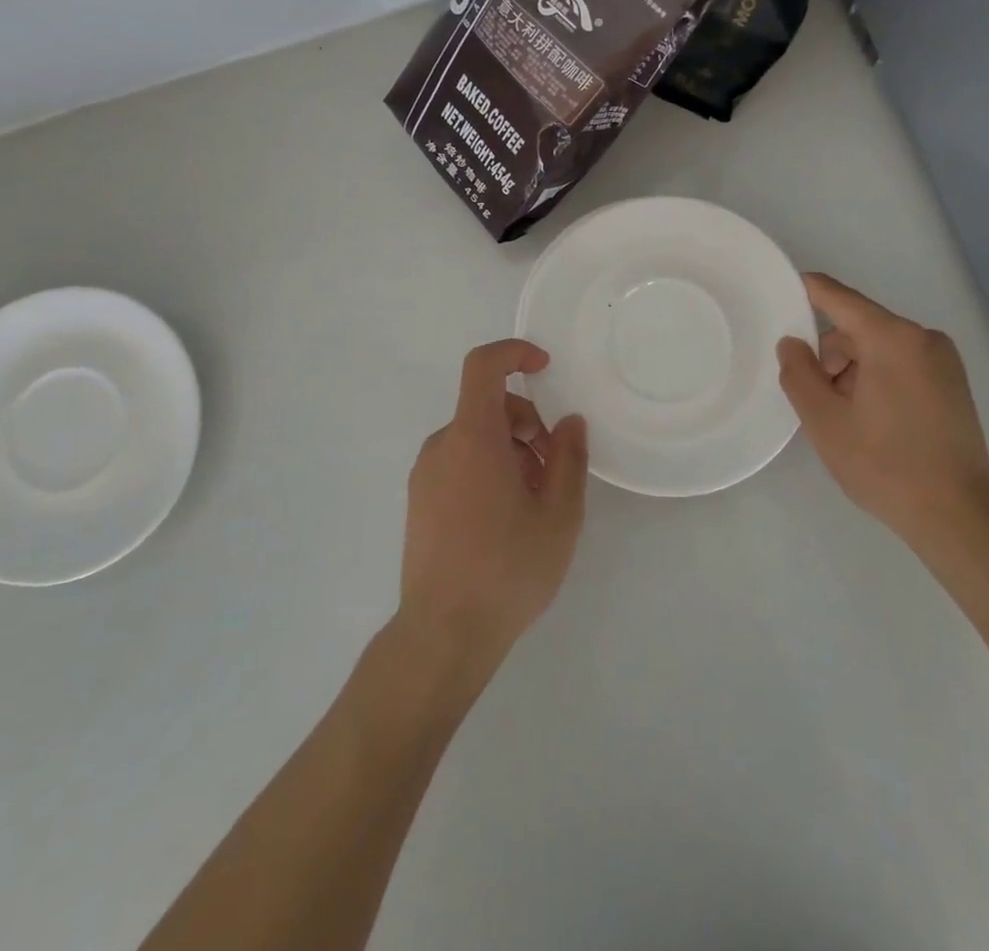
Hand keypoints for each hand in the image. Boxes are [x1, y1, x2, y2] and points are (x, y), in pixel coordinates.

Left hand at [397, 340, 587, 678]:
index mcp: (473, 437)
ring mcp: (425, 474)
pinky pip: (459, 462)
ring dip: (511, 451)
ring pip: (476, 438)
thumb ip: (569, 457)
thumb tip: (568, 421)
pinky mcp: (419, 501)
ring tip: (534, 503)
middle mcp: (442, 446)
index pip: (484, 366)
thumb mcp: (559, 514)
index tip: (545, 367)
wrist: (443, 634)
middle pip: (488, 407)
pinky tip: (506, 519)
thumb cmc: (507, 569)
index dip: (514, 353)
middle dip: (528, 424)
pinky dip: (488, 469)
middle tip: (554, 470)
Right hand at [776, 273, 988, 552]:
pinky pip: (901, 365)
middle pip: (858, 329)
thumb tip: (792, 343)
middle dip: (830, 356)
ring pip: (878, 349)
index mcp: (892, 338)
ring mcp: (944, 361)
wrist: (958, 516)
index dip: (807, 290)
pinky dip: (877, 380)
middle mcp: (923, 338)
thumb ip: (798, 373)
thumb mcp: (824, 420)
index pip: (838, 298)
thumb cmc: (884, 464)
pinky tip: (871, 421)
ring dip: (852, 372)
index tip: (780, 289)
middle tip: (815, 399)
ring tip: (845, 419)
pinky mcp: (953, 384)